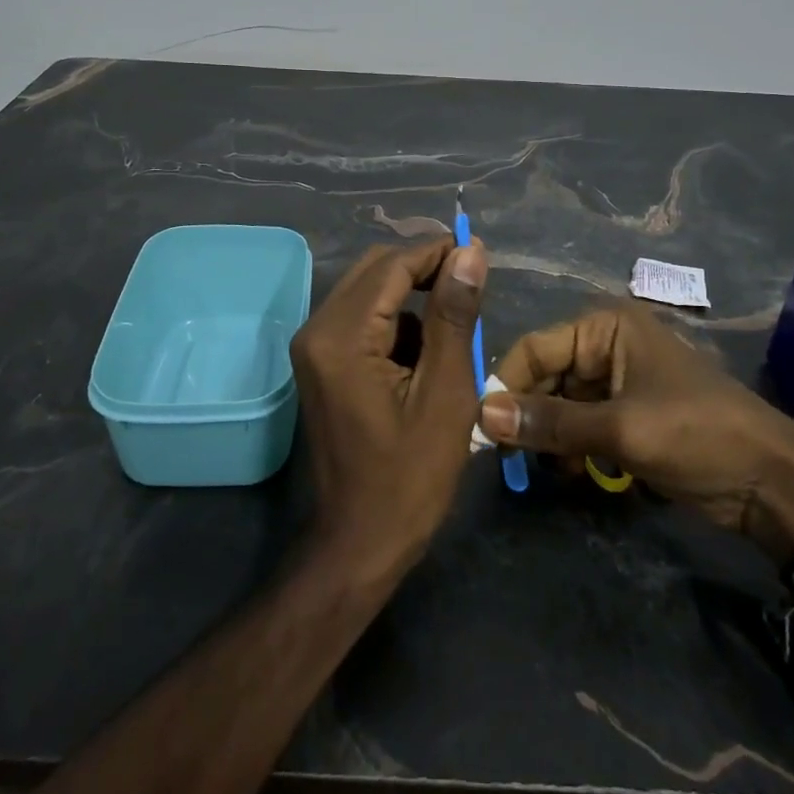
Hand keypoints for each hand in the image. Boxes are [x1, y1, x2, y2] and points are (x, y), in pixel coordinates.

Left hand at [289, 239, 487, 589]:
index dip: (438, 252)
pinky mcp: (320, 362)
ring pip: (369, 292)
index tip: (480, 255)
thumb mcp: (446, 393)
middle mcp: (317, 329)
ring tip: (455, 330)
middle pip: (375, 270)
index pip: (393, 265)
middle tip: (472, 289)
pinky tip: (426, 356)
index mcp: (342, 336)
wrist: (359, 541)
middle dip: (425, 270)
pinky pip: (362, 320)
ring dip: (413, 298)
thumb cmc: (410, 477)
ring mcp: (313, 346)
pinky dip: (397, 323)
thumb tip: (469, 253)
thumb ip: (454, 316)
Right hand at [478, 304, 793, 561]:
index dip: (506, 385)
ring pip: (560, 405)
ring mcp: (617, 382)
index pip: (535, 347)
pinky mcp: (627, 416)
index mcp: (605, 328)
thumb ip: (550, 422)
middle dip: (529, 416)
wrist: (771, 482)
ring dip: (551, 438)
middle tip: (509, 459)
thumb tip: (483, 416)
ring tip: (550, 470)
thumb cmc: (697, 435)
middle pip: (545, 377)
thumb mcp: (620, 429)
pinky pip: (581, 425)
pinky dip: (573, 449)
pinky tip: (576, 475)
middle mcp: (606, 346)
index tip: (482, 428)